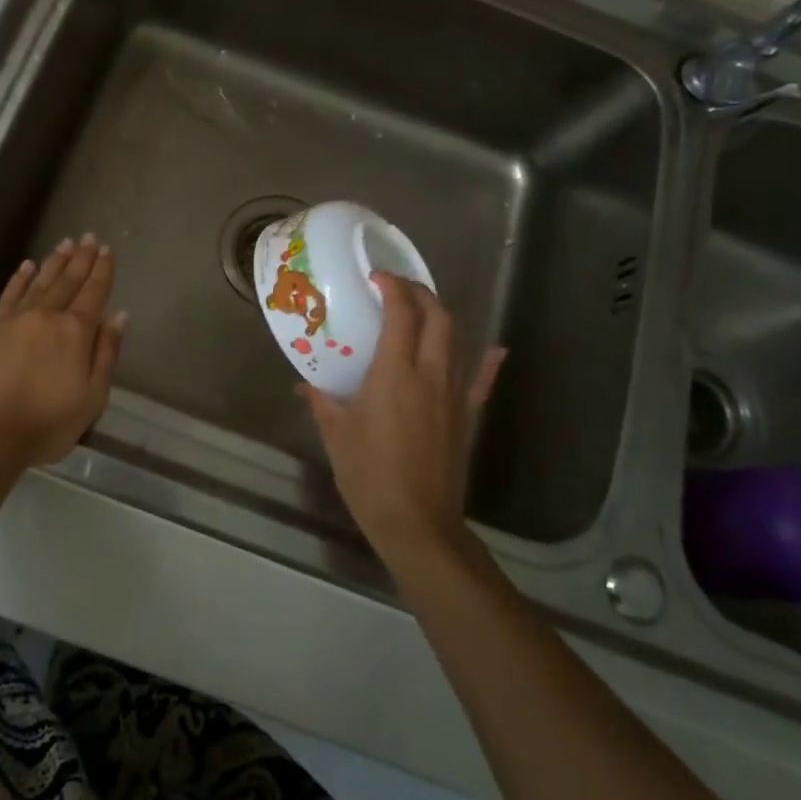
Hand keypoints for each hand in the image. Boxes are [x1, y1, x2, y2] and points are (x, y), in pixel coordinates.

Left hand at [0, 234, 127, 474]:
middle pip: (68, 280)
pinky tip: (26, 266)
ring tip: (66, 244)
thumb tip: (119, 315)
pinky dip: (19, 278)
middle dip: (82, 258)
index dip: (103, 271)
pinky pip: (8, 294)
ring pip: (39, 281)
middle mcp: (46, 316)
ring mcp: (14, 319)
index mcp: (75, 332)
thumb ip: (106, 353)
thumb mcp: (92, 397)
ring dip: (54, 261)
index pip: (94, 293)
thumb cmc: (46, 424)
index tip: (108, 251)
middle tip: (90, 237)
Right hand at [300, 274, 502, 561]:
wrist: (416, 522)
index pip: (401, 314)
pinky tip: (496, 348)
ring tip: (423, 311)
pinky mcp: (467, 417)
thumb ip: (321, 402)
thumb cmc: (368, 475)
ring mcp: (454, 395)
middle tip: (399, 288)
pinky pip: (481, 381)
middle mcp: (430, 375)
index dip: (393, 287)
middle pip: (437, 318)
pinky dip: (488, 362)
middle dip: (421, 294)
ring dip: (442, 318)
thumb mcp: (336, 435)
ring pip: (457, 341)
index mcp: (394, 374)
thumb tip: (304, 385)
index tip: (378, 277)